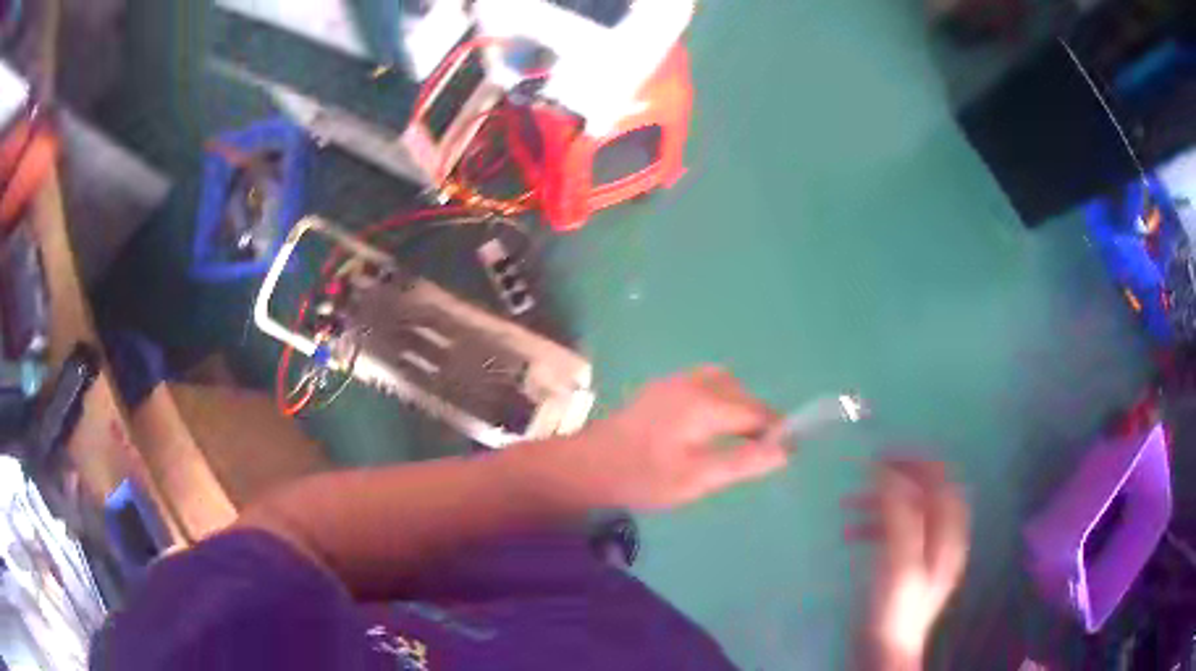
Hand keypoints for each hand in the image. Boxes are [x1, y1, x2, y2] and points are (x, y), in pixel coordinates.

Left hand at [556, 366, 788, 510]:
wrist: (588, 466)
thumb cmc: (642, 477)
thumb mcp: (696, 479)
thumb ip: (743, 462)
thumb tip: (785, 450)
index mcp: (706, 403)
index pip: (757, 412)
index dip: (774, 432)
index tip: (778, 456)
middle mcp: (694, 383)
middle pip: (743, 395)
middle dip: (756, 420)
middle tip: (753, 454)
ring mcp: (675, 382)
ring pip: (724, 385)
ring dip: (737, 407)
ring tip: (733, 440)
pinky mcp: (662, 389)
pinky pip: (704, 385)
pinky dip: (718, 401)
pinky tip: (706, 429)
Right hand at [846, 459, 969, 669]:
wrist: (887, 651)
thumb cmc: (895, 608)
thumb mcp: (900, 561)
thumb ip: (900, 516)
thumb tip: (889, 473)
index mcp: (948, 532)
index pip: (941, 480)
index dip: (917, 462)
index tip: (883, 455)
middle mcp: (944, 537)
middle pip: (927, 492)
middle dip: (897, 479)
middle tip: (865, 473)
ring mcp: (928, 553)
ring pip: (909, 511)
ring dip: (882, 502)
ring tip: (847, 506)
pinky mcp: (910, 566)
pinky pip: (897, 532)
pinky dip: (877, 524)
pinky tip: (852, 533)